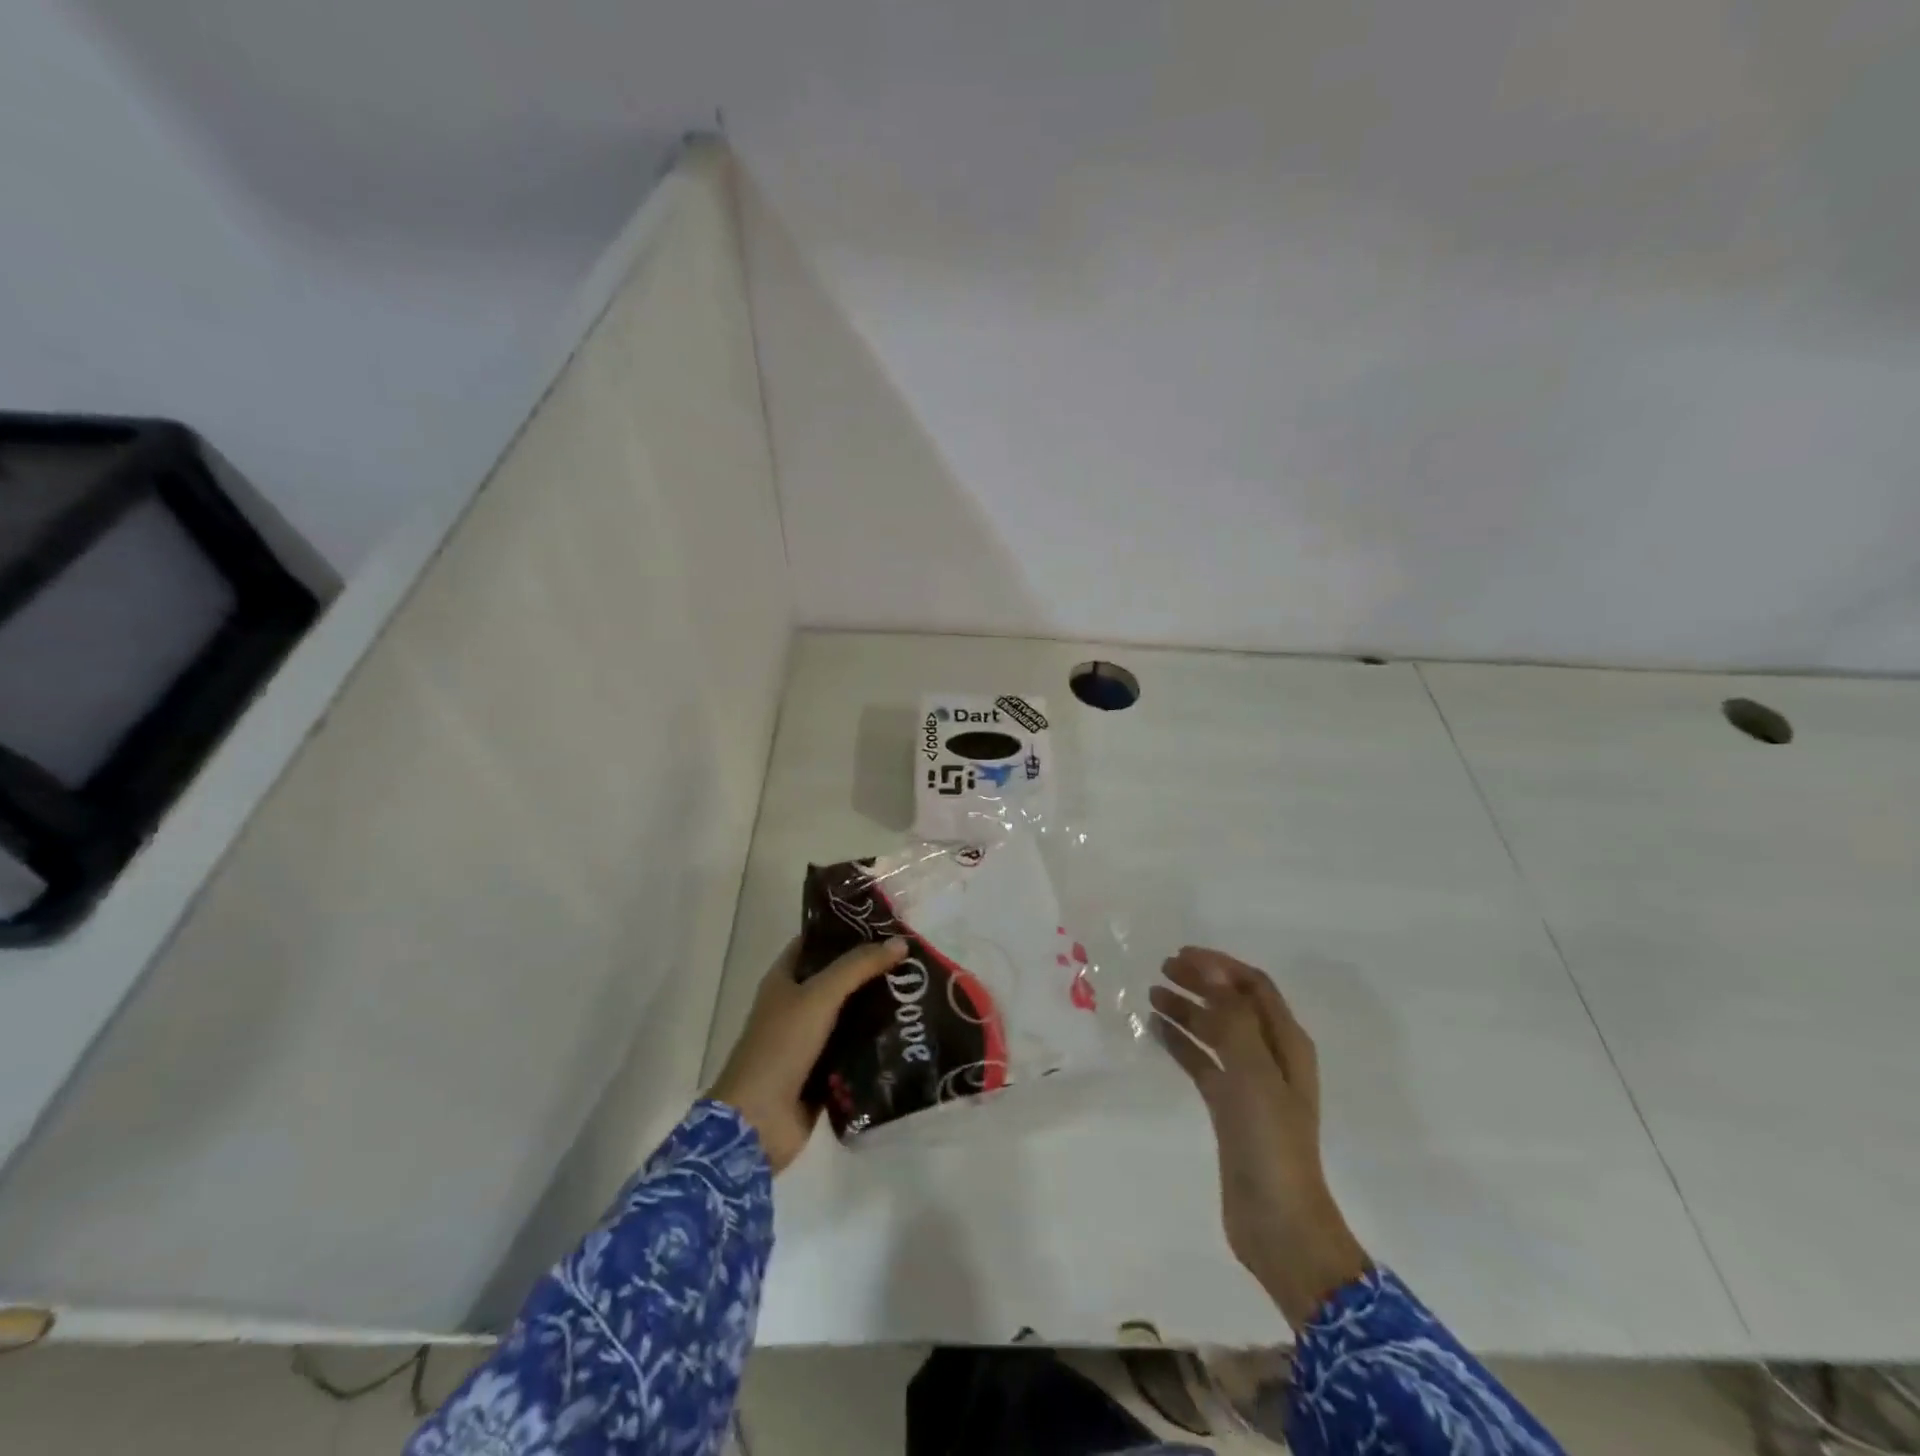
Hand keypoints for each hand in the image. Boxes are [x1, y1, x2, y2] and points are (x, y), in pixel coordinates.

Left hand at [709, 935, 907, 1173]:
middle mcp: (795, 1005)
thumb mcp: (819, 996)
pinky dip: (876, 1043)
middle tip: (912, 960)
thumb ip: (859, 966)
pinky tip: (908, 1033)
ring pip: (850, 1015)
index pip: (816, 942)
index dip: (846, 930)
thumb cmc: (781, 1046)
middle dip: (871, 970)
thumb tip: (900, 942)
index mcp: (784, 979)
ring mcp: (809, 1040)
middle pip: (838, 978)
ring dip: (878, 1007)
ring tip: (918, 993)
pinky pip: (855, 1049)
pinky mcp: (823, 1072)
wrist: (757, 1122)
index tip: (884, 924)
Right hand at [1151, 947, 1370, 1328]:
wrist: (1277, 1223)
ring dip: (1187, 1009)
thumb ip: (1232, 1016)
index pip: (1254, 986)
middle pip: (1233, 1004)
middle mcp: (1270, 1056)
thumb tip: (1211, 967)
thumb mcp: (1253, 1071)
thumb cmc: (1270, 1141)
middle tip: (1163, 969)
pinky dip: (1181, 1042)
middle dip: (1201, 982)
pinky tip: (1156, 1030)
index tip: (1183, 954)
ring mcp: (1249, 1083)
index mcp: (1287, 1043)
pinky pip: (1202, 1062)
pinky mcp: (1228, 1108)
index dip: (1220, 965)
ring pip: (1214, 1031)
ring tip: (1152, 994)